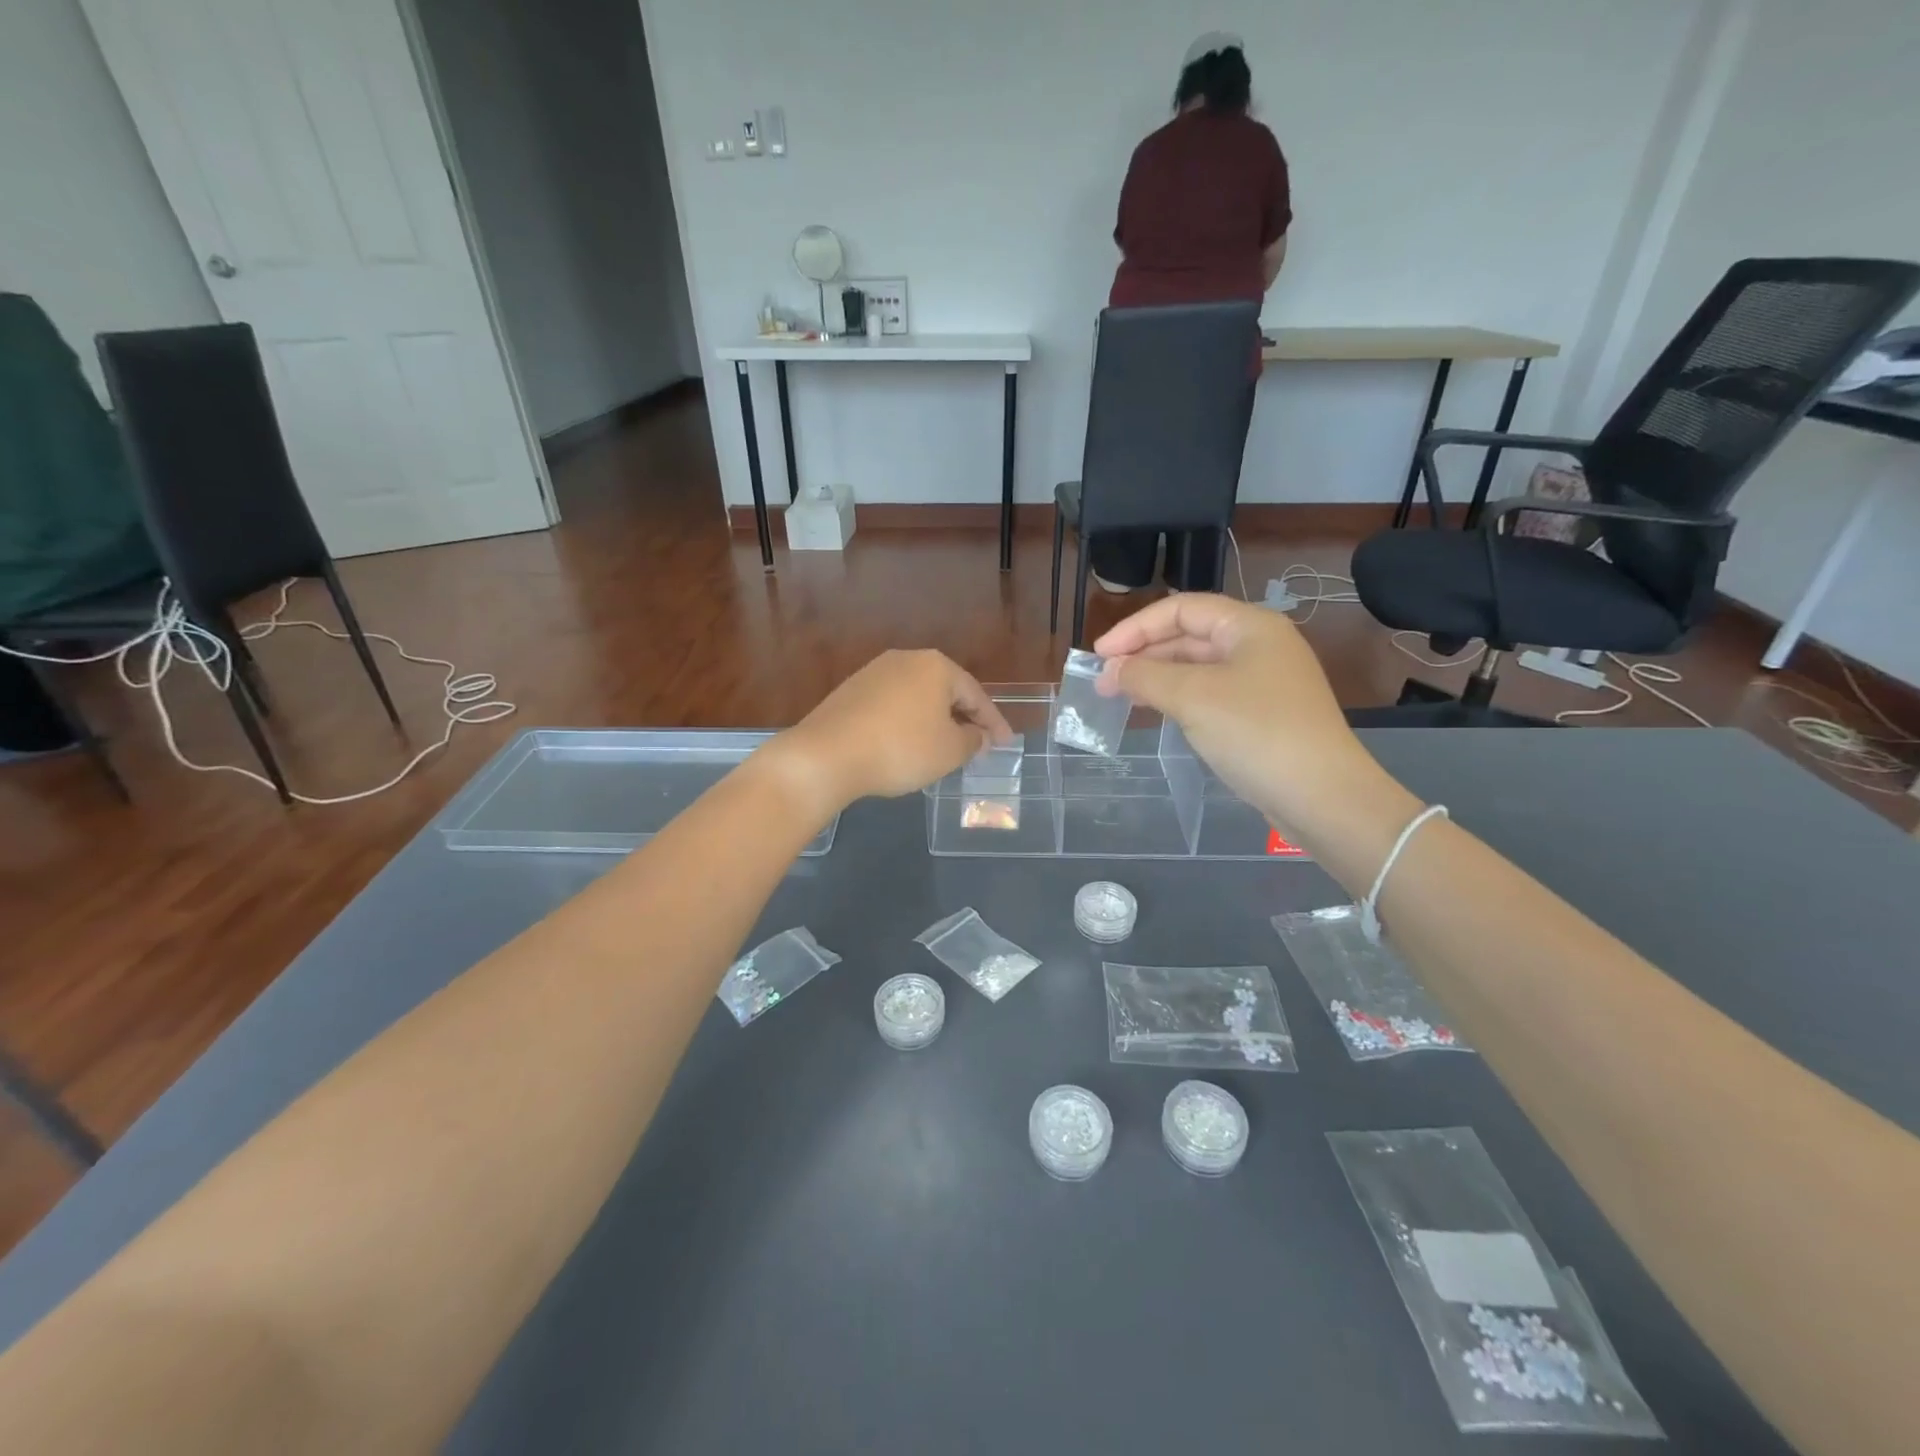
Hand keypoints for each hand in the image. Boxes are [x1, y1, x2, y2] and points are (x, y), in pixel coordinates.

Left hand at [768, 650, 1012, 821]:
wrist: (827, 755)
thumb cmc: (901, 749)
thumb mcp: (949, 751)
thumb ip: (972, 740)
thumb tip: (977, 735)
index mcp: (936, 666)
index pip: (975, 694)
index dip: (994, 723)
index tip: (1005, 744)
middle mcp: (905, 660)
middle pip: (945, 690)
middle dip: (963, 718)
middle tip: (978, 744)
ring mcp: (873, 673)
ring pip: (917, 697)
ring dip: (934, 720)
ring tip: (943, 746)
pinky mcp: (850, 691)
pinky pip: (891, 706)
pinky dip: (906, 723)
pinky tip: (906, 744)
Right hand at [1093, 594, 1395, 844]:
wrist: (1322, 796)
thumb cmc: (1256, 732)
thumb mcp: (1193, 698)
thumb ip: (1145, 677)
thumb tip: (1110, 670)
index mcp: (1250, 626)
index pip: (1182, 609)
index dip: (1136, 627)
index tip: (1100, 655)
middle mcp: (1259, 645)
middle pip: (1190, 636)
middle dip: (1144, 654)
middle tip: (1104, 681)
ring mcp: (1264, 681)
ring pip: (1198, 667)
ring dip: (1157, 677)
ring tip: (1121, 696)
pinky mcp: (1262, 714)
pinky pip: (1210, 693)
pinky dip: (1178, 698)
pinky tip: (1156, 712)